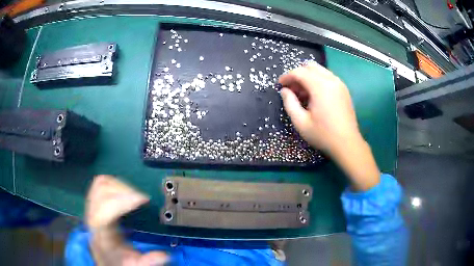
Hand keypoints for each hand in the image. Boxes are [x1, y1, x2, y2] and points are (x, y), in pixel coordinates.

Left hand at [86, 175, 168, 264]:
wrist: (104, 257)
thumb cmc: (118, 260)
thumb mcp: (134, 263)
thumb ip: (147, 260)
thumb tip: (164, 255)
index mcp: (101, 233)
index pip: (105, 210)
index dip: (123, 201)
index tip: (143, 199)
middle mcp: (93, 216)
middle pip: (101, 191)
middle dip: (124, 190)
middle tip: (141, 198)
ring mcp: (92, 207)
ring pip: (100, 184)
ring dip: (119, 184)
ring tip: (133, 193)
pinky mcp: (95, 203)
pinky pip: (100, 184)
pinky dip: (113, 183)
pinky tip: (124, 192)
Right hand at [279, 63, 379, 190]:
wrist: (347, 143)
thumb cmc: (323, 134)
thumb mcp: (301, 122)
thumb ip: (290, 103)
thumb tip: (284, 91)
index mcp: (320, 86)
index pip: (299, 72)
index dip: (287, 76)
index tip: (280, 85)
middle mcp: (331, 80)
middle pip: (310, 66)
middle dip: (298, 74)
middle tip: (292, 89)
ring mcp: (340, 84)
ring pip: (320, 70)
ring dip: (308, 77)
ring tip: (302, 93)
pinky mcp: (344, 89)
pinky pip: (328, 77)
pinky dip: (318, 80)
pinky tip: (315, 96)